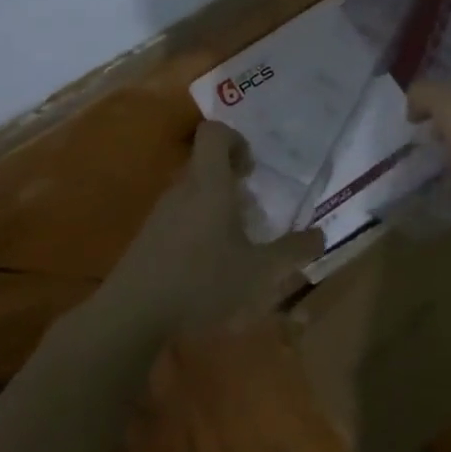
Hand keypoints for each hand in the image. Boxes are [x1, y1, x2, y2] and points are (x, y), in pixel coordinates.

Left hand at [97, 120, 324, 338]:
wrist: (130, 318)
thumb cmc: (201, 283)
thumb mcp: (259, 272)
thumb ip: (292, 252)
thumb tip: (320, 236)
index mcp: (209, 185)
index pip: (214, 133)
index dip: (235, 139)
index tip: (252, 168)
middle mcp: (182, 190)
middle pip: (204, 164)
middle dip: (231, 179)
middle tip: (252, 208)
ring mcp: (160, 215)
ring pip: (191, 192)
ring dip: (214, 206)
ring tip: (234, 241)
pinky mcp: (146, 239)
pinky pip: (177, 218)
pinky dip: (196, 228)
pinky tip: (207, 266)